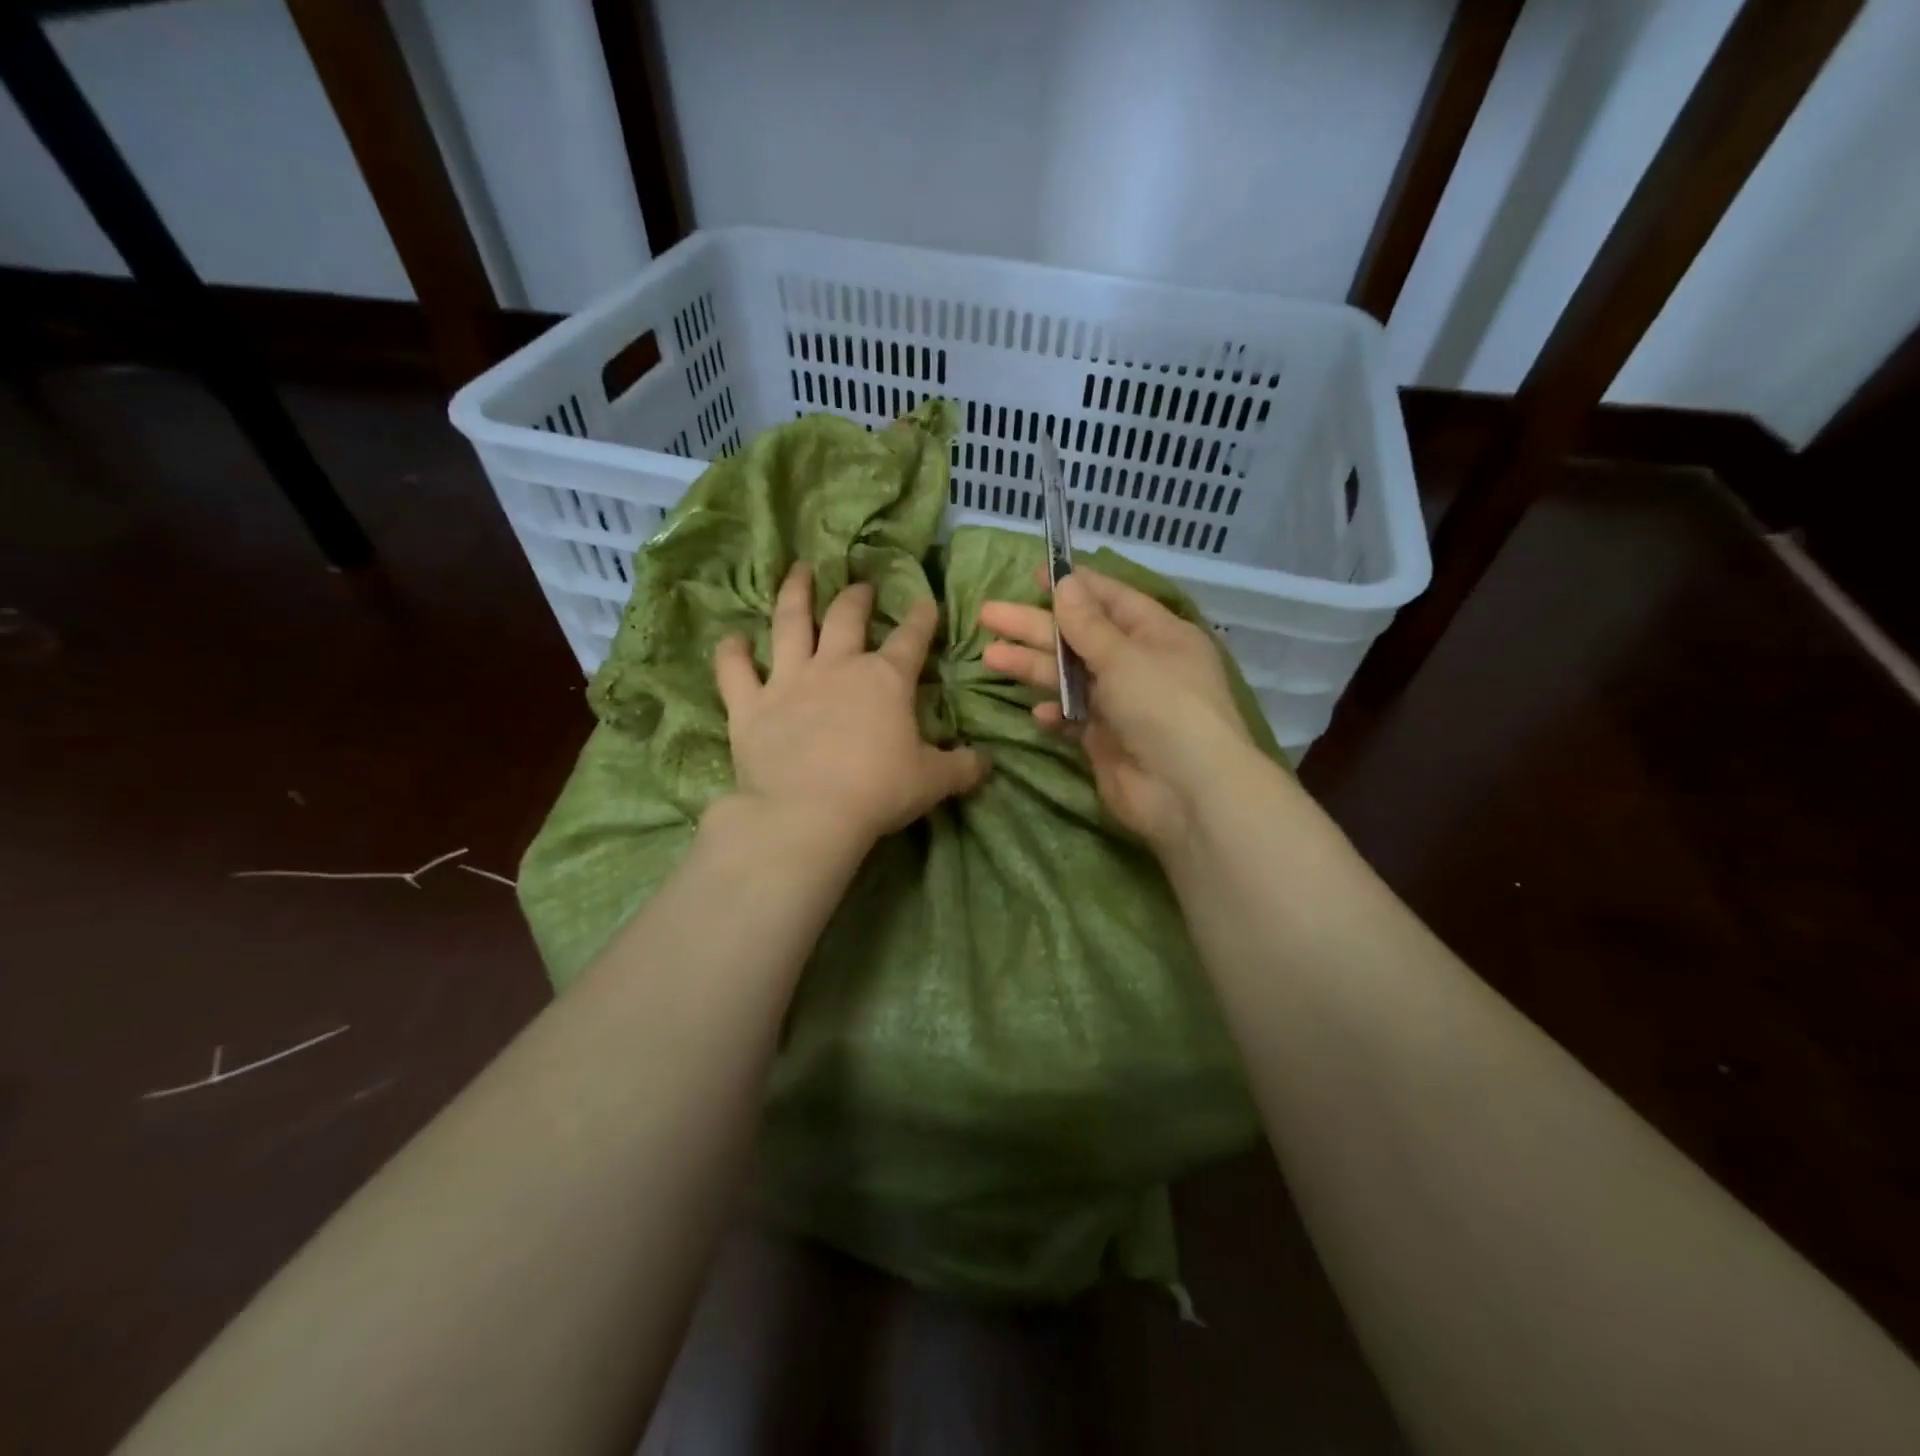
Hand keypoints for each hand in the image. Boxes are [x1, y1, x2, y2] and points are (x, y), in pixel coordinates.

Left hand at [714, 564, 986, 849]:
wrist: (807, 814)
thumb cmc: (878, 792)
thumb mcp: (932, 782)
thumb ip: (961, 768)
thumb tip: (986, 763)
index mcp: (885, 680)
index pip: (910, 639)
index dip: (921, 618)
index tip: (925, 601)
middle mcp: (836, 667)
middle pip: (846, 617)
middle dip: (856, 596)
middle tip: (860, 585)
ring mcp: (789, 681)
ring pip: (789, 624)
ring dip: (794, 594)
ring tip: (797, 572)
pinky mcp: (750, 705)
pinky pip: (734, 671)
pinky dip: (731, 654)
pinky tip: (731, 639)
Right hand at [979, 567, 1256, 849]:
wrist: (1186, 792)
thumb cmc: (1164, 707)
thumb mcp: (1125, 656)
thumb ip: (1088, 624)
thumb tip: (1065, 582)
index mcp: (1157, 635)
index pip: (1112, 600)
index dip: (1074, 587)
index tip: (1035, 576)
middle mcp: (1138, 665)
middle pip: (1079, 638)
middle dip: (1034, 626)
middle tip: (987, 614)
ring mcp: (1121, 705)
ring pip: (1069, 678)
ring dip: (1032, 667)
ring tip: (990, 656)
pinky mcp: (1105, 741)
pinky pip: (1073, 719)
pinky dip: (1055, 713)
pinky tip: (1036, 712)